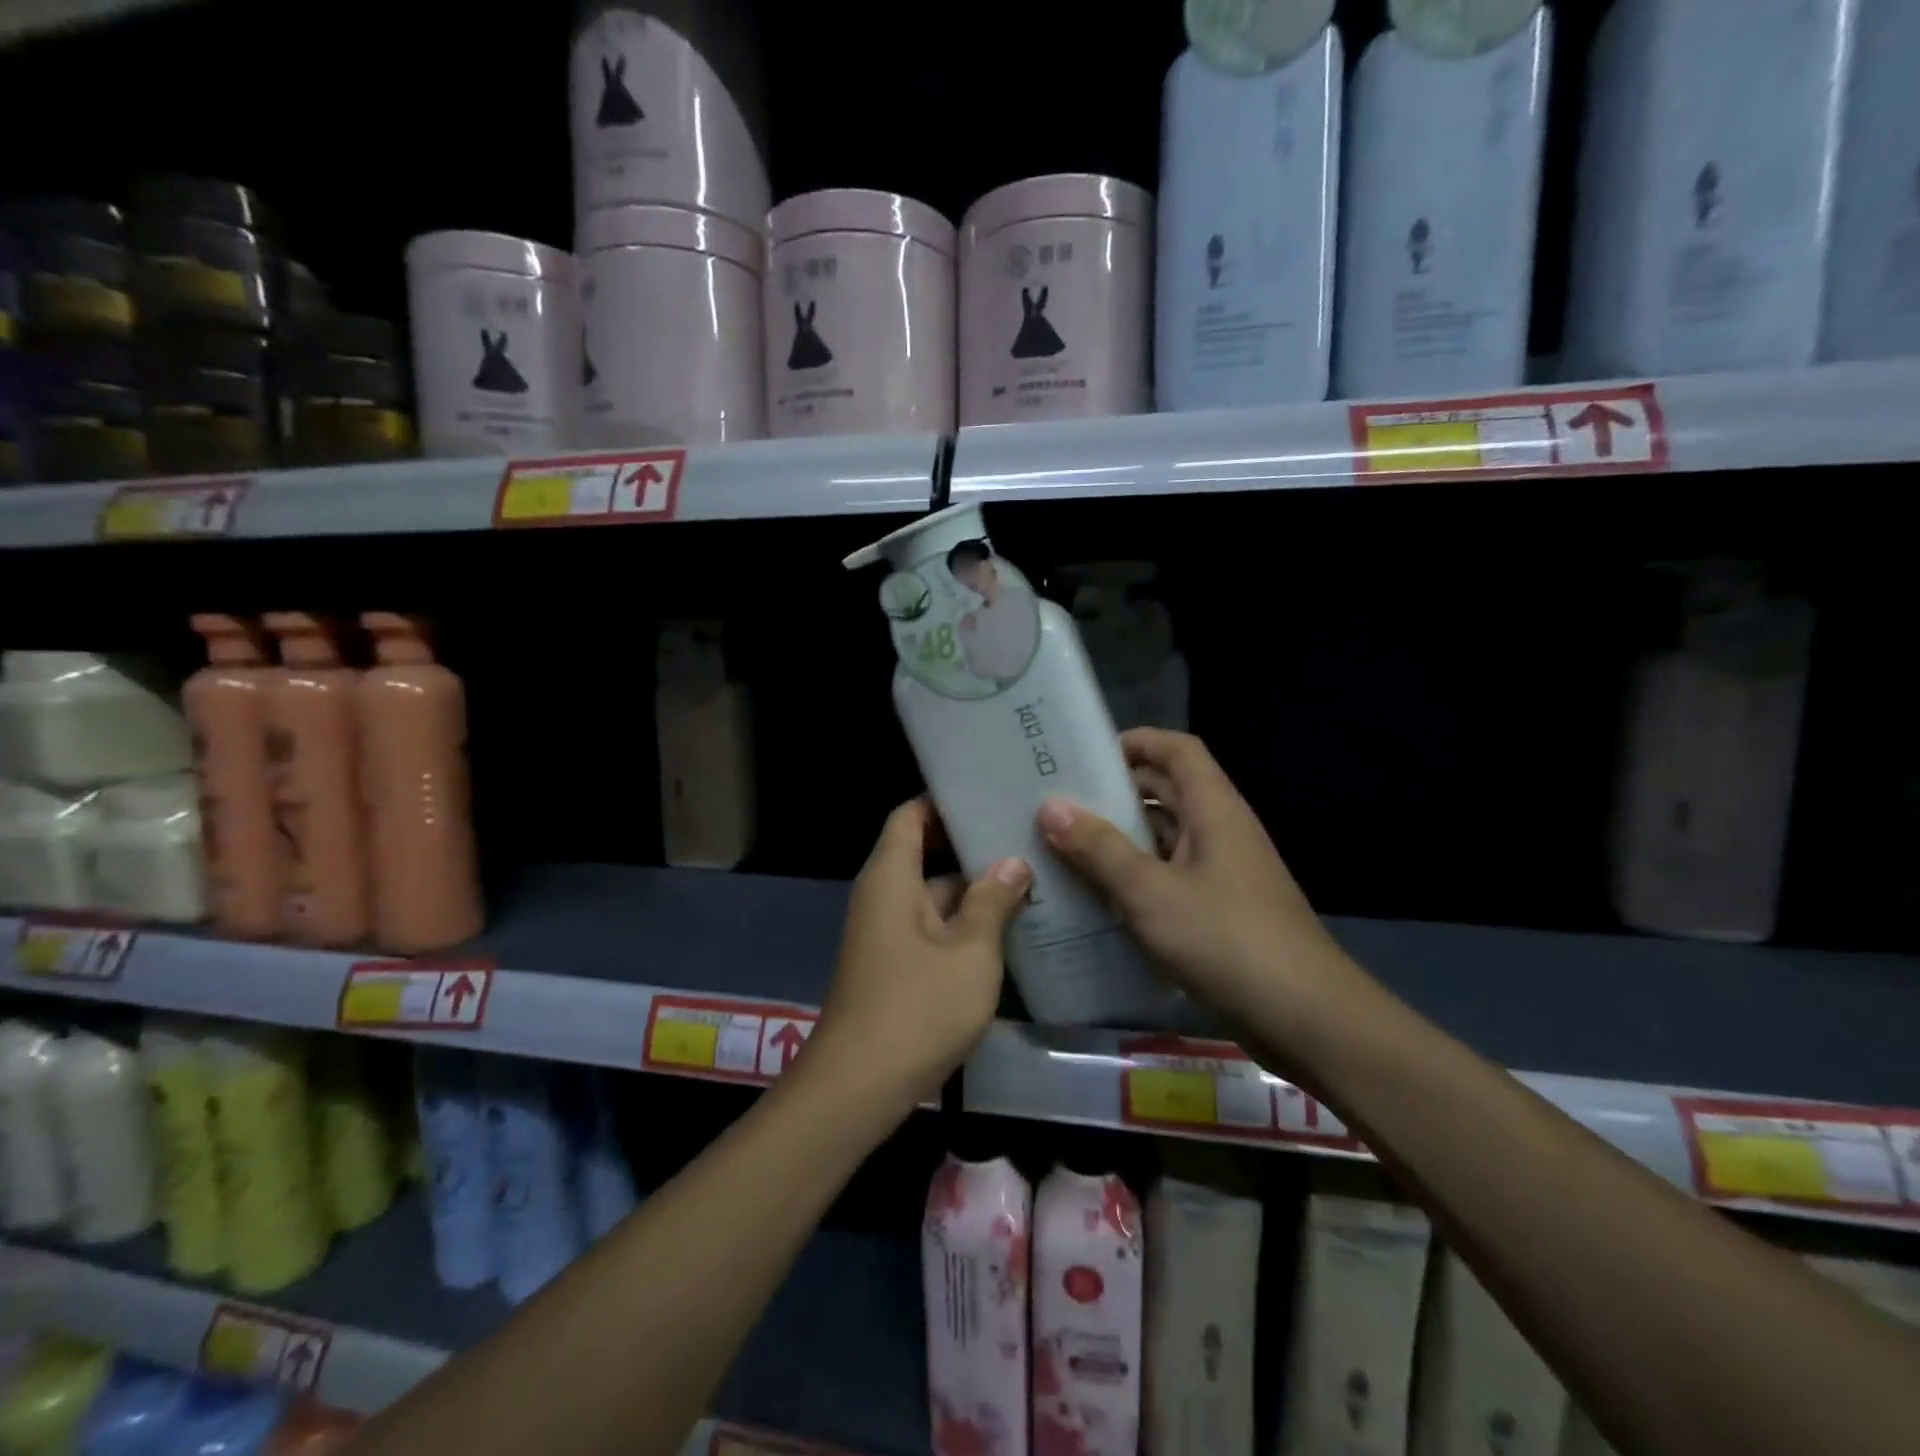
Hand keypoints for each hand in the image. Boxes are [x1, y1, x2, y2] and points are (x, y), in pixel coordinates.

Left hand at [807, 799, 1031, 1109]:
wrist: (859, 1087)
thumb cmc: (918, 1007)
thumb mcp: (970, 951)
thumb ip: (993, 901)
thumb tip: (1013, 862)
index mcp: (890, 877)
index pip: (911, 816)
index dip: (944, 801)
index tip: (988, 794)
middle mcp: (883, 897)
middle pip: (924, 854)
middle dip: (971, 848)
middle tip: (1025, 836)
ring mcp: (886, 934)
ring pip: (932, 896)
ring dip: (973, 891)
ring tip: (1030, 878)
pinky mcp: (894, 967)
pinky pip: (930, 929)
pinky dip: (963, 925)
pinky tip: (1008, 930)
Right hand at [1036, 729, 1352, 1025]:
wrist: (1305, 1018)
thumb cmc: (1226, 940)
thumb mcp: (1151, 892)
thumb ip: (1099, 849)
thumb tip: (1050, 806)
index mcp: (1214, 810)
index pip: (1177, 750)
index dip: (1136, 741)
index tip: (1084, 754)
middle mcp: (1221, 831)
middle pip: (1167, 791)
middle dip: (1115, 791)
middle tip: (1058, 802)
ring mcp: (1223, 873)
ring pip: (1165, 838)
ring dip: (1121, 838)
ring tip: (1064, 846)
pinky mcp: (1220, 911)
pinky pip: (1169, 877)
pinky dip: (1135, 877)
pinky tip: (1096, 896)